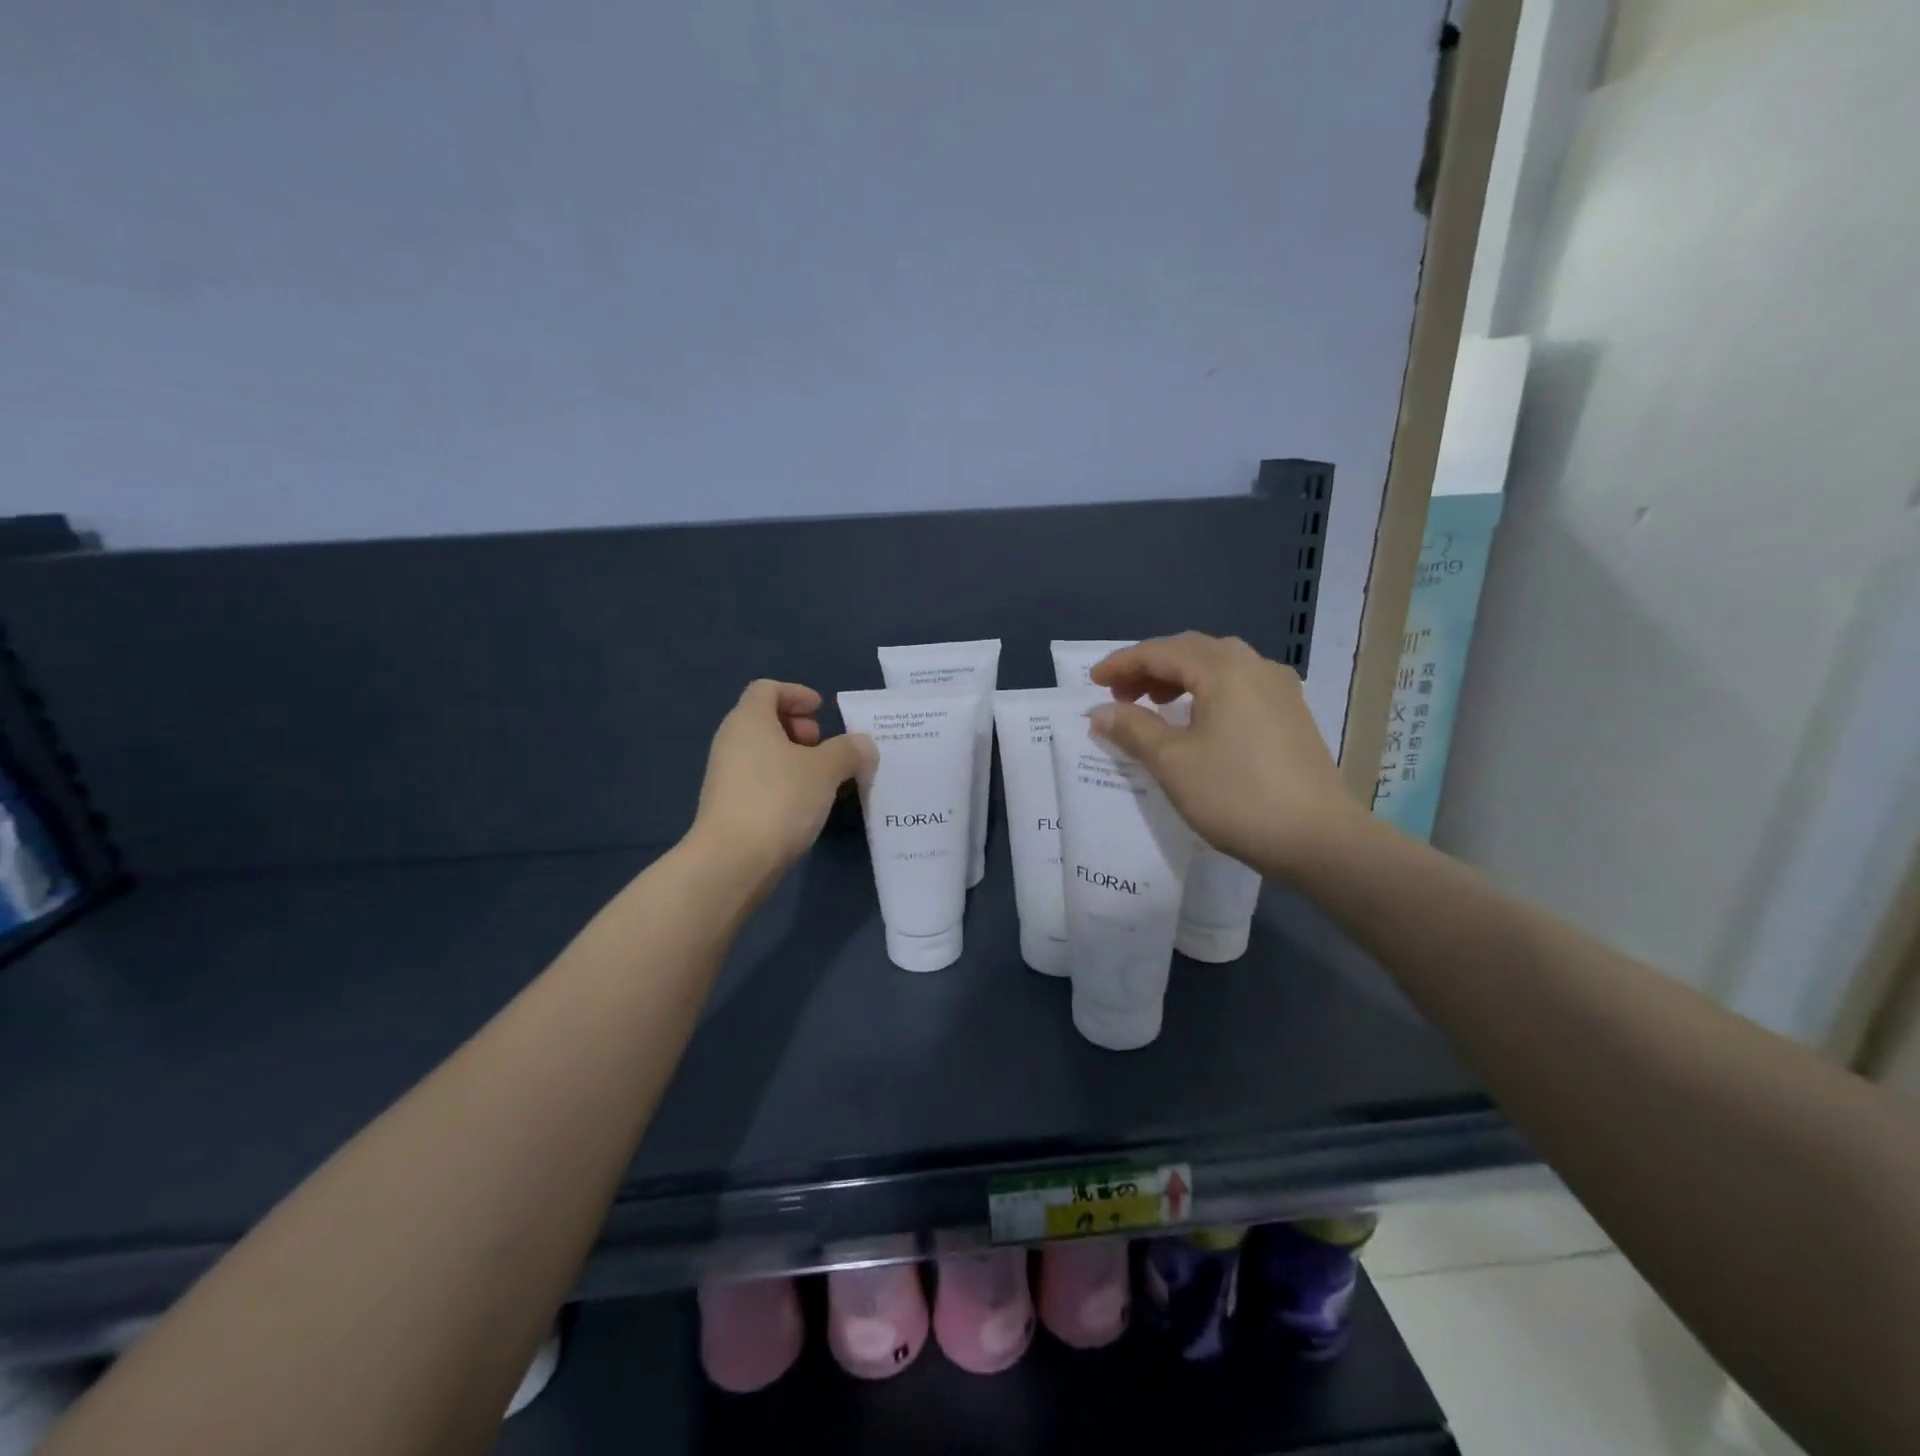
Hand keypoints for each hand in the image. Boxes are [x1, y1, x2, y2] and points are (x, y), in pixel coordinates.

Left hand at [689, 680, 875, 880]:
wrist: (732, 860)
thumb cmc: (779, 799)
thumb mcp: (826, 770)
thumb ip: (848, 751)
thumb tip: (864, 744)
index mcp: (749, 720)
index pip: (767, 689)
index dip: (796, 694)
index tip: (822, 711)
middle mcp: (731, 741)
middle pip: (764, 719)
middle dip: (798, 728)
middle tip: (823, 746)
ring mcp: (725, 775)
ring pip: (762, 752)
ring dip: (793, 758)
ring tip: (823, 779)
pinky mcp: (728, 805)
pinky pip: (759, 779)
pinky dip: (783, 781)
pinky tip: (805, 805)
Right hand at [1088, 633, 1367, 878]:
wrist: (1319, 838)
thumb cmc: (1236, 795)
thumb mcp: (1172, 762)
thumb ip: (1133, 729)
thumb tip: (1101, 712)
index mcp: (1224, 670)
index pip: (1162, 652)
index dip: (1123, 664)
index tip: (1093, 683)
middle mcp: (1255, 667)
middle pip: (1192, 651)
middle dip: (1151, 668)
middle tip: (1121, 695)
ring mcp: (1280, 690)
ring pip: (1219, 666)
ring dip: (1180, 678)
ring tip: (1155, 706)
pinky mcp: (1292, 714)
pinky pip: (1239, 685)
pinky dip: (1207, 692)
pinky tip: (1198, 721)